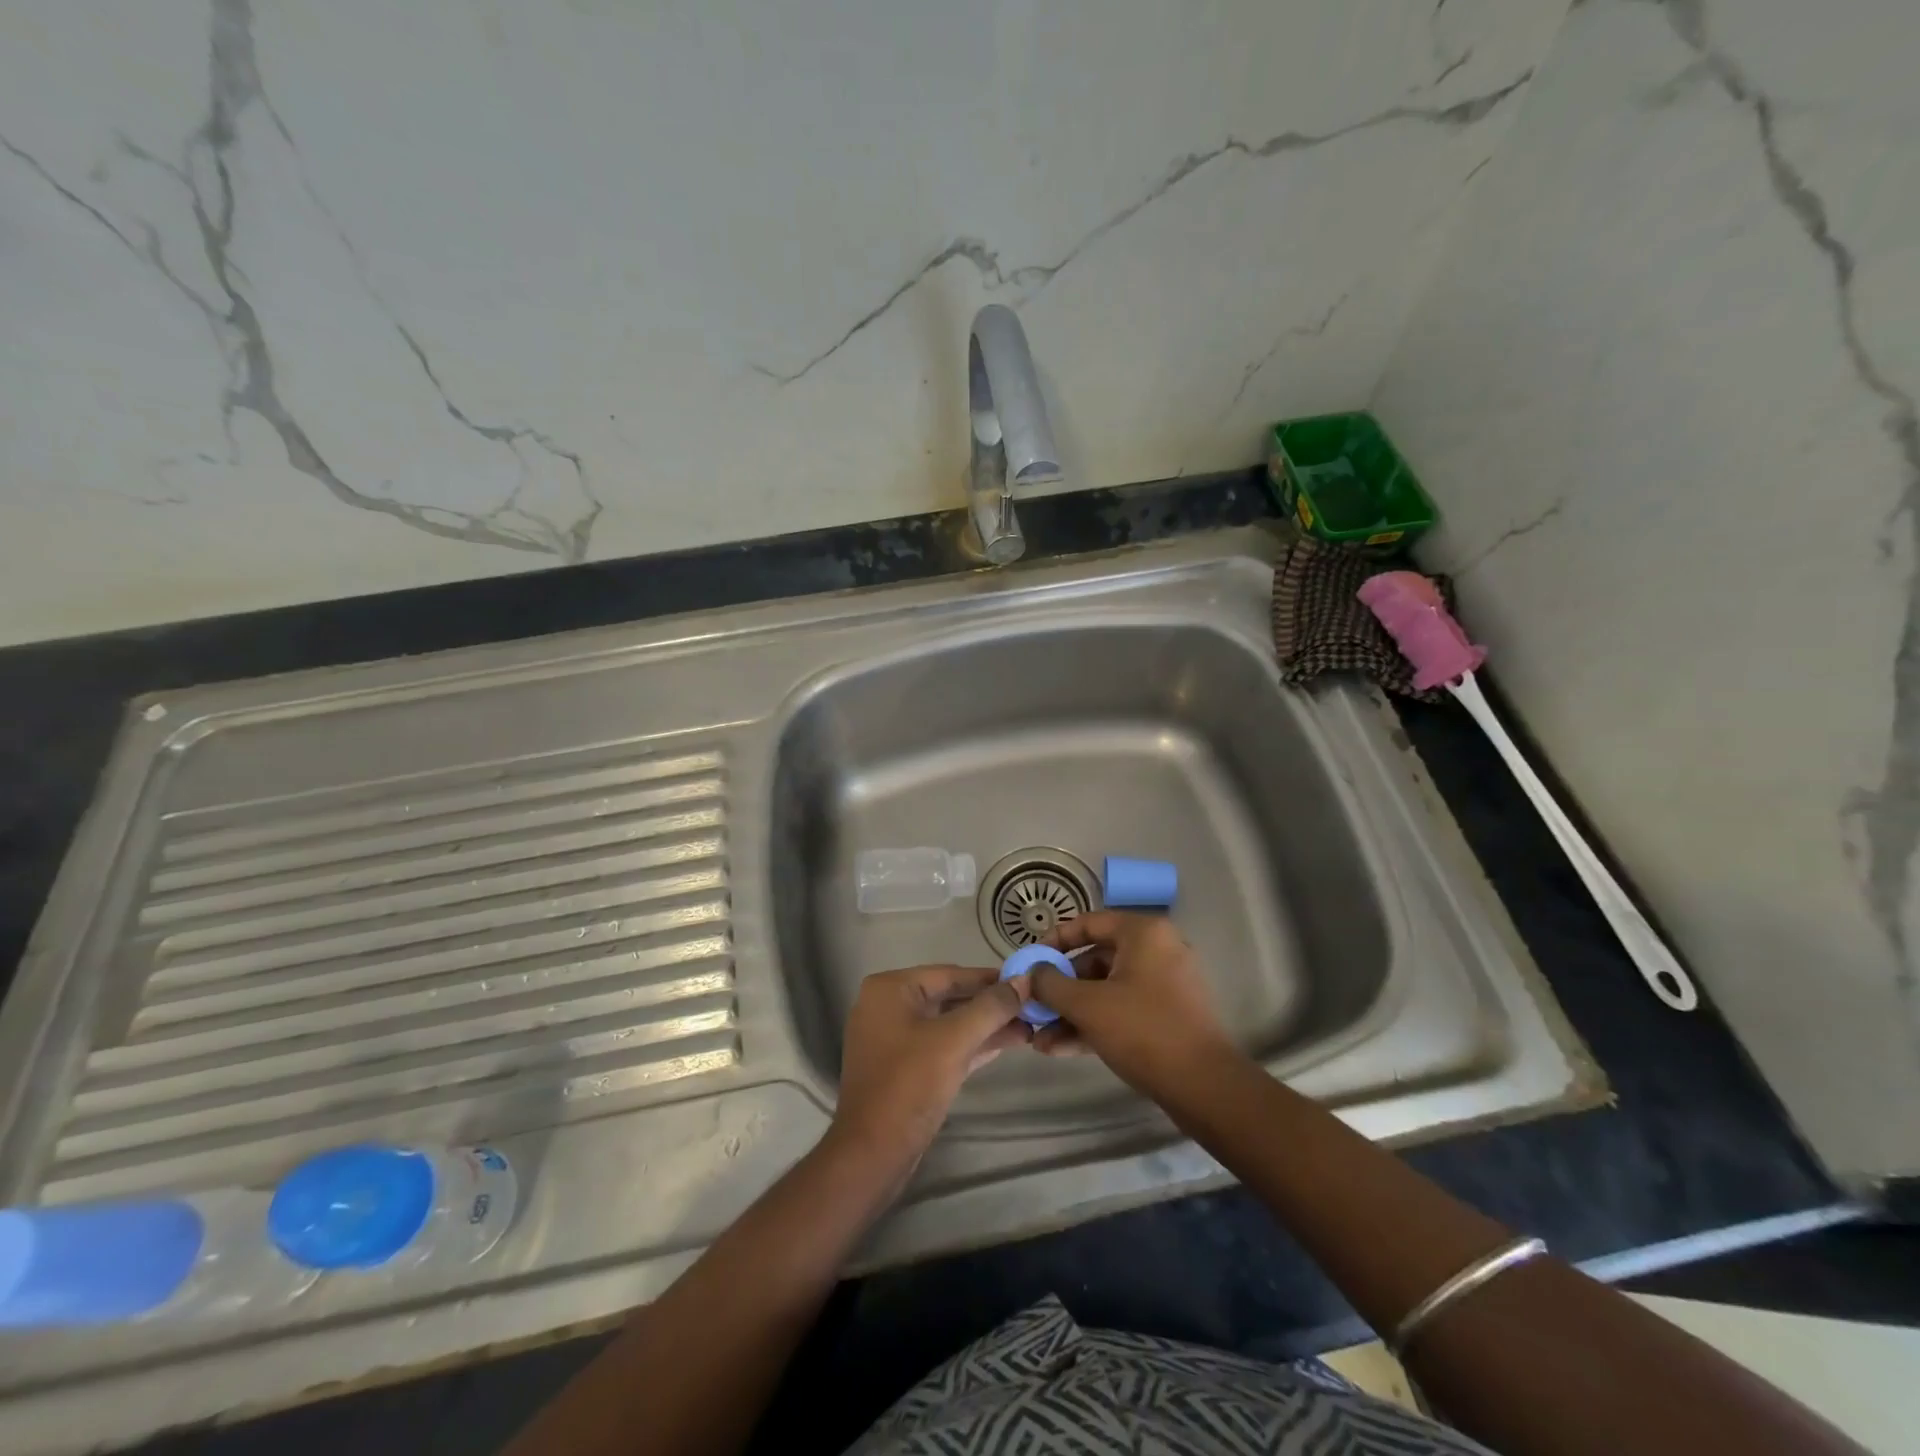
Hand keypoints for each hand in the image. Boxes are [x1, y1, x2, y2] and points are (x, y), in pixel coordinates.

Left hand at [829, 965, 1029, 1173]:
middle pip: (950, 997)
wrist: (872, 1154)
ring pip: (948, 1023)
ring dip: (986, 1026)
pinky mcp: (903, 1066)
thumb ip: (991, 1007)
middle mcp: (888, 1005)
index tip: (1027, 980)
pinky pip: (942, 1044)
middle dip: (991, 1005)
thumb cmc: (909, 1085)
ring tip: (1029, 1027)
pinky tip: (1007, 1043)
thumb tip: (1025, 979)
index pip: (950, 974)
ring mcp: (893, 1037)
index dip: (991, 978)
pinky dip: (971, 1044)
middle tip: (1032, 1006)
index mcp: (891, 989)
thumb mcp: (955, 1040)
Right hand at [1030, 912, 1234, 1092]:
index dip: (1053, 941)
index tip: (1029, 963)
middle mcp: (1157, 950)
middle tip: (1032, 1007)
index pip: (1088, 923)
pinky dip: (1094, 1024)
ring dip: (1071, 1013)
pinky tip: (1060, 1049)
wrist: (1205, 1087)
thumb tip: (1031, 973)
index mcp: (1143, 933)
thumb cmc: (1143, 1030)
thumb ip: (1051, 984)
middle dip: (1059, 989)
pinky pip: (1122, 1010)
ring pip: (1106, 990)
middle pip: (1094, 960)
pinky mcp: (1167, 1016)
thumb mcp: (1087, 1005)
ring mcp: (1164, 985)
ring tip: (1039, 1039)